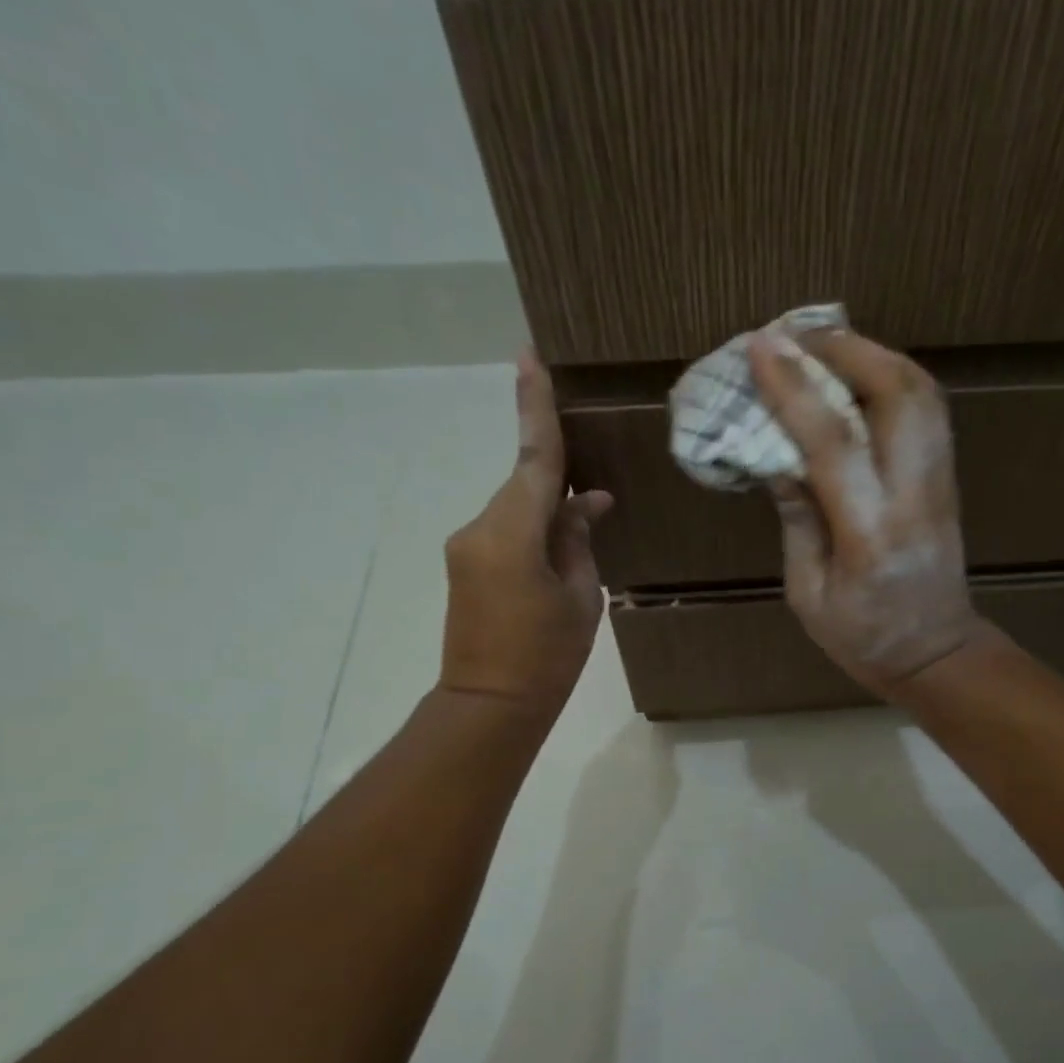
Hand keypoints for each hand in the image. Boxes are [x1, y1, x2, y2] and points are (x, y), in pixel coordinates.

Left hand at [439, 350, 611, 715]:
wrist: (490, 706)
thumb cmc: (547, 657)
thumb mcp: (581, 597)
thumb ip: (579, 540)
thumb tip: (586, 503)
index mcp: (511, 534)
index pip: (531, 458)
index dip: (534, 406)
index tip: (528, 356)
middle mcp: (479, 528)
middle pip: (523, 483)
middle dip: (558, 479)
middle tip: (597, 492)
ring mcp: (467, 546)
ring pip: (515, 508)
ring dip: (548, 511)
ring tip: (585, 530)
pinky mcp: (466, 564)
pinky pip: (505, 529)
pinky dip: (533, 529)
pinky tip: (560, 550)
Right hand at [746, 327, 987, 697]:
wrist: (938, 654)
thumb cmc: (864, 639)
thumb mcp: (809, 595)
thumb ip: (797, 522)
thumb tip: (780, 459)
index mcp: (870, 534)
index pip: (834, 442)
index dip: (795, 388)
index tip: (761, 347)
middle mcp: (914, 496)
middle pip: (899, 394)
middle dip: (846, 349)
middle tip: (796, 335)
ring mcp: (940, 483)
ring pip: (922, 393)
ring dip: (874, 354)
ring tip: (825, 345)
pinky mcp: (947, 480)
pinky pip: (928, 410)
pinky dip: (894, 377)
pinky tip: (859, 375)